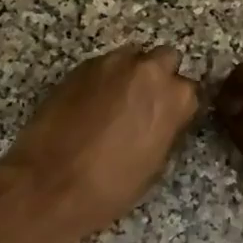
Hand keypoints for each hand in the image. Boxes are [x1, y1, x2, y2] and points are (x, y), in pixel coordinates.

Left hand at [0, 43, 198, 242]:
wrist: (51, 183)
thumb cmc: (112, 185)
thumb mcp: (155, 163)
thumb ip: (167, 128)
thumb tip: (163, 119)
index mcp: (174, 97)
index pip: (190, 90)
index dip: (178, 106)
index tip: (169, 119)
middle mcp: (147, 71)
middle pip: (165, 59)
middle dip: (158, 77)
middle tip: (144, 104)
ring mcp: (111, 64)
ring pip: (132, 58)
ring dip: (130, 74)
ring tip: (115, 103)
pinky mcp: (80, 67)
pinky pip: (103, 66)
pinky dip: (103, 80)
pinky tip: (91, 105)